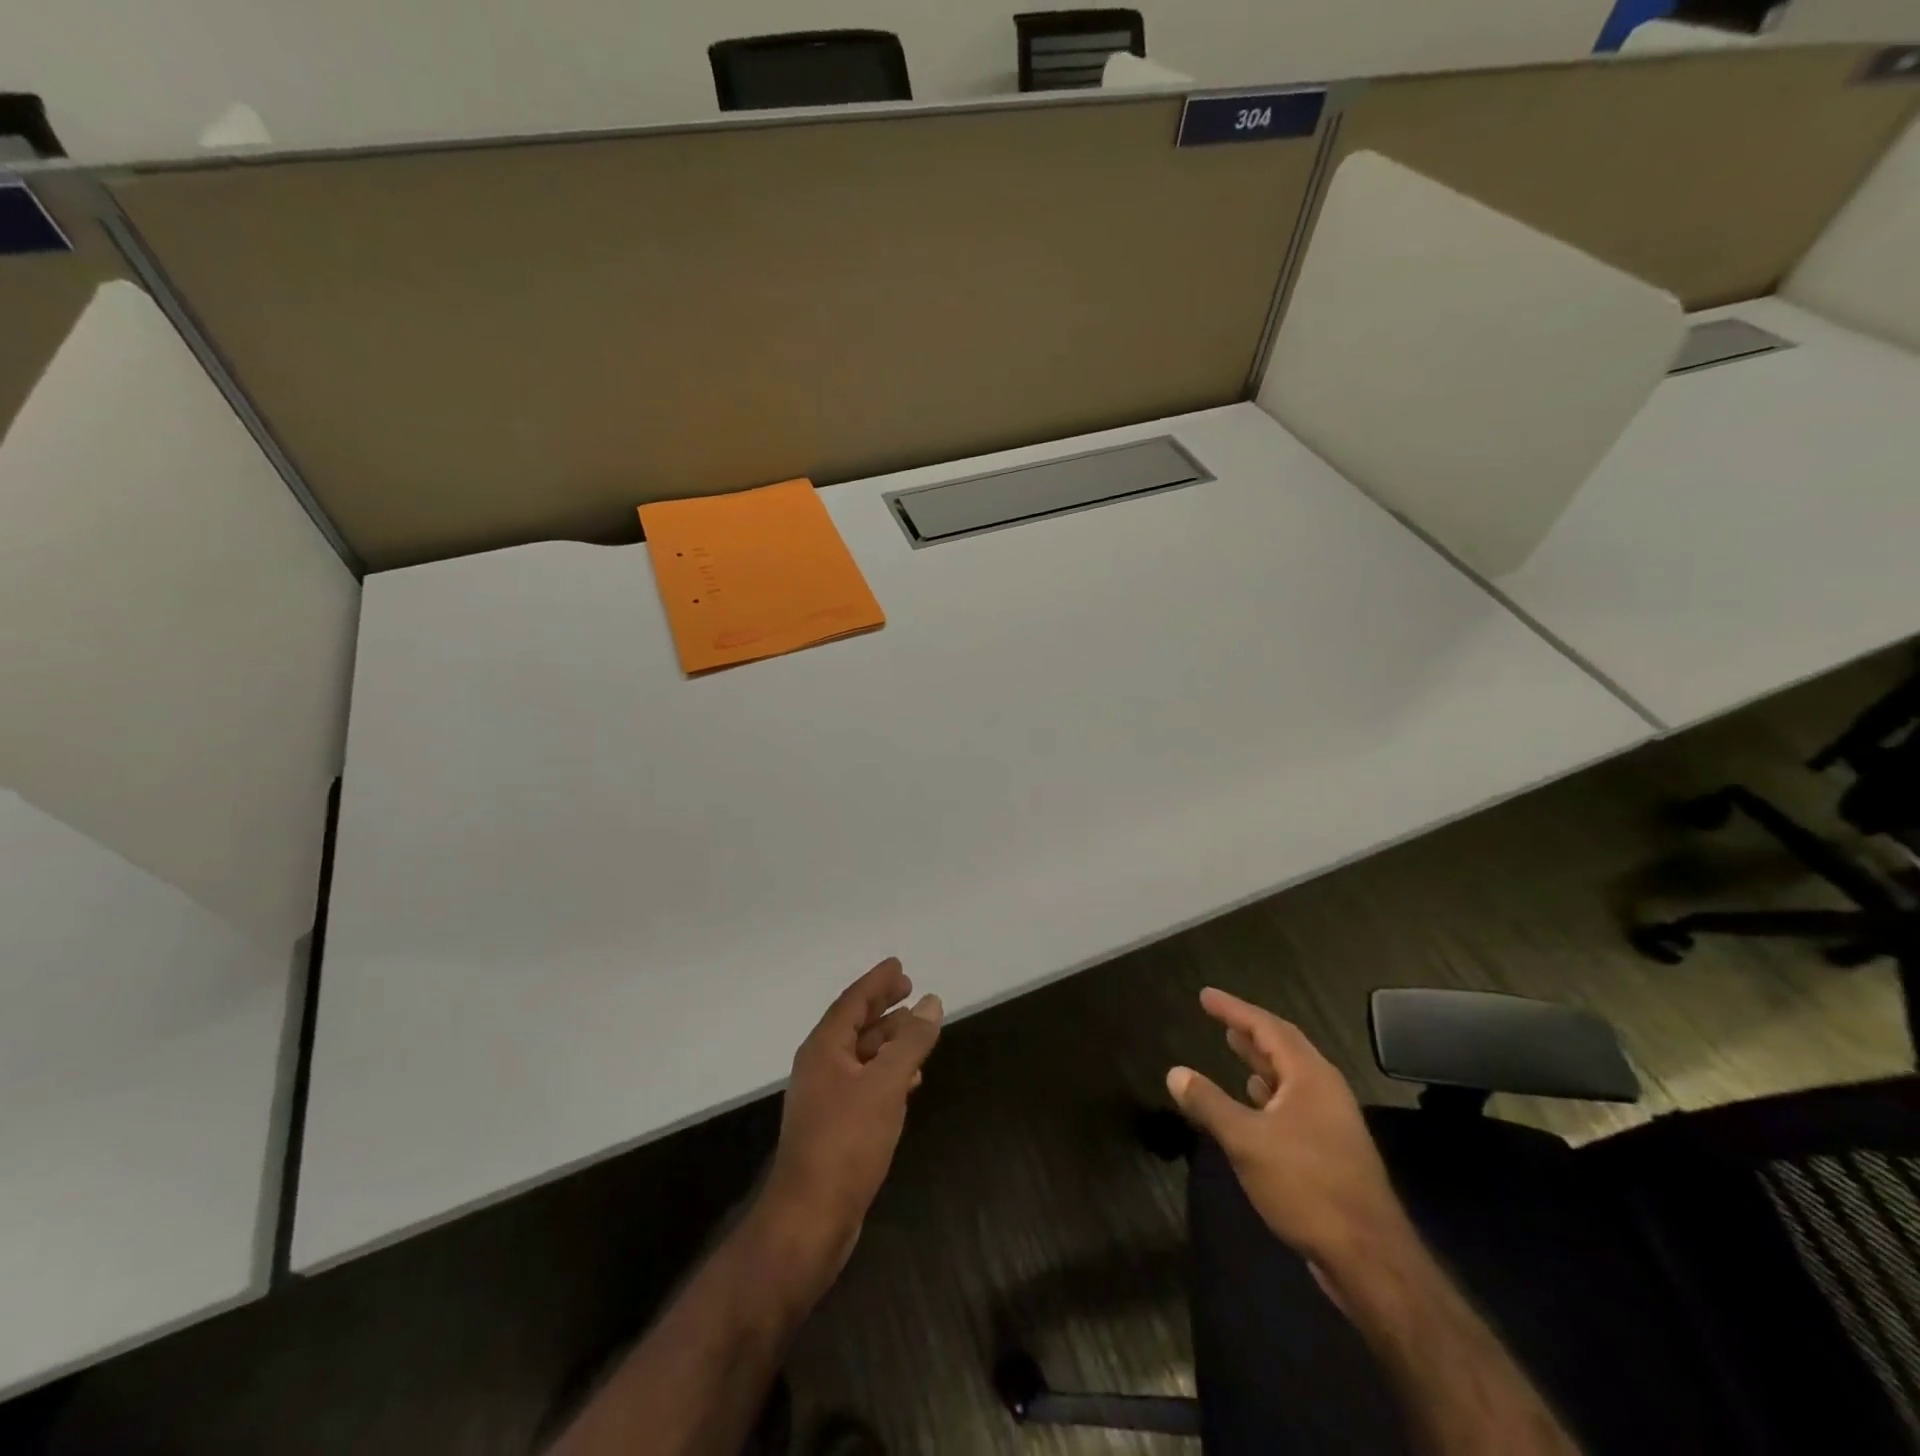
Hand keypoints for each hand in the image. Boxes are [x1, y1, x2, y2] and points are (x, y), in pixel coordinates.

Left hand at [759, 958, 941, 1292]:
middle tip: (911, 989)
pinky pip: (864, 1082)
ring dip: (888, 1040)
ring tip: (918, 1031)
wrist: (810, 1218)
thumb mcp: (886, 1084)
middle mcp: (820, 1067)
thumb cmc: (847, 1142)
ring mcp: (825, 1098)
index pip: (852, 1001)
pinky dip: (887, 1072)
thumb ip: (911, 1041)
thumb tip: (931, 1002)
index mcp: (824, 1048)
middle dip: (882, 1006)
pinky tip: (910, 1079)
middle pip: (855, 1025)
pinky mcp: (834, 1126)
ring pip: (861, 1055)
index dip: (877, 982)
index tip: (899, 966)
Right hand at [1167, 988, 1407, 1270]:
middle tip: (1219, 1017)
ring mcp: (1331, 1121)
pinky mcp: (1332, 1150)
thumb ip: (1209, 1104)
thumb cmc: (1306, 1186)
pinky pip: (1294, 1103)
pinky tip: (1254, 1101)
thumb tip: (1175, 1072)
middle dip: (1250, 1030)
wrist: (1369, 1258)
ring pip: (1291, 1077)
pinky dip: (1269, 1092)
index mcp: (1310, 1077)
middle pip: (1284, 1047)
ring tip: (1232, 1046)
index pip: (1267, 1027)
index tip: (1206, 996)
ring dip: (1261, 1061)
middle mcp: (1325, 1090)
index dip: (1234, 1009)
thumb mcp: (1246, 1141)